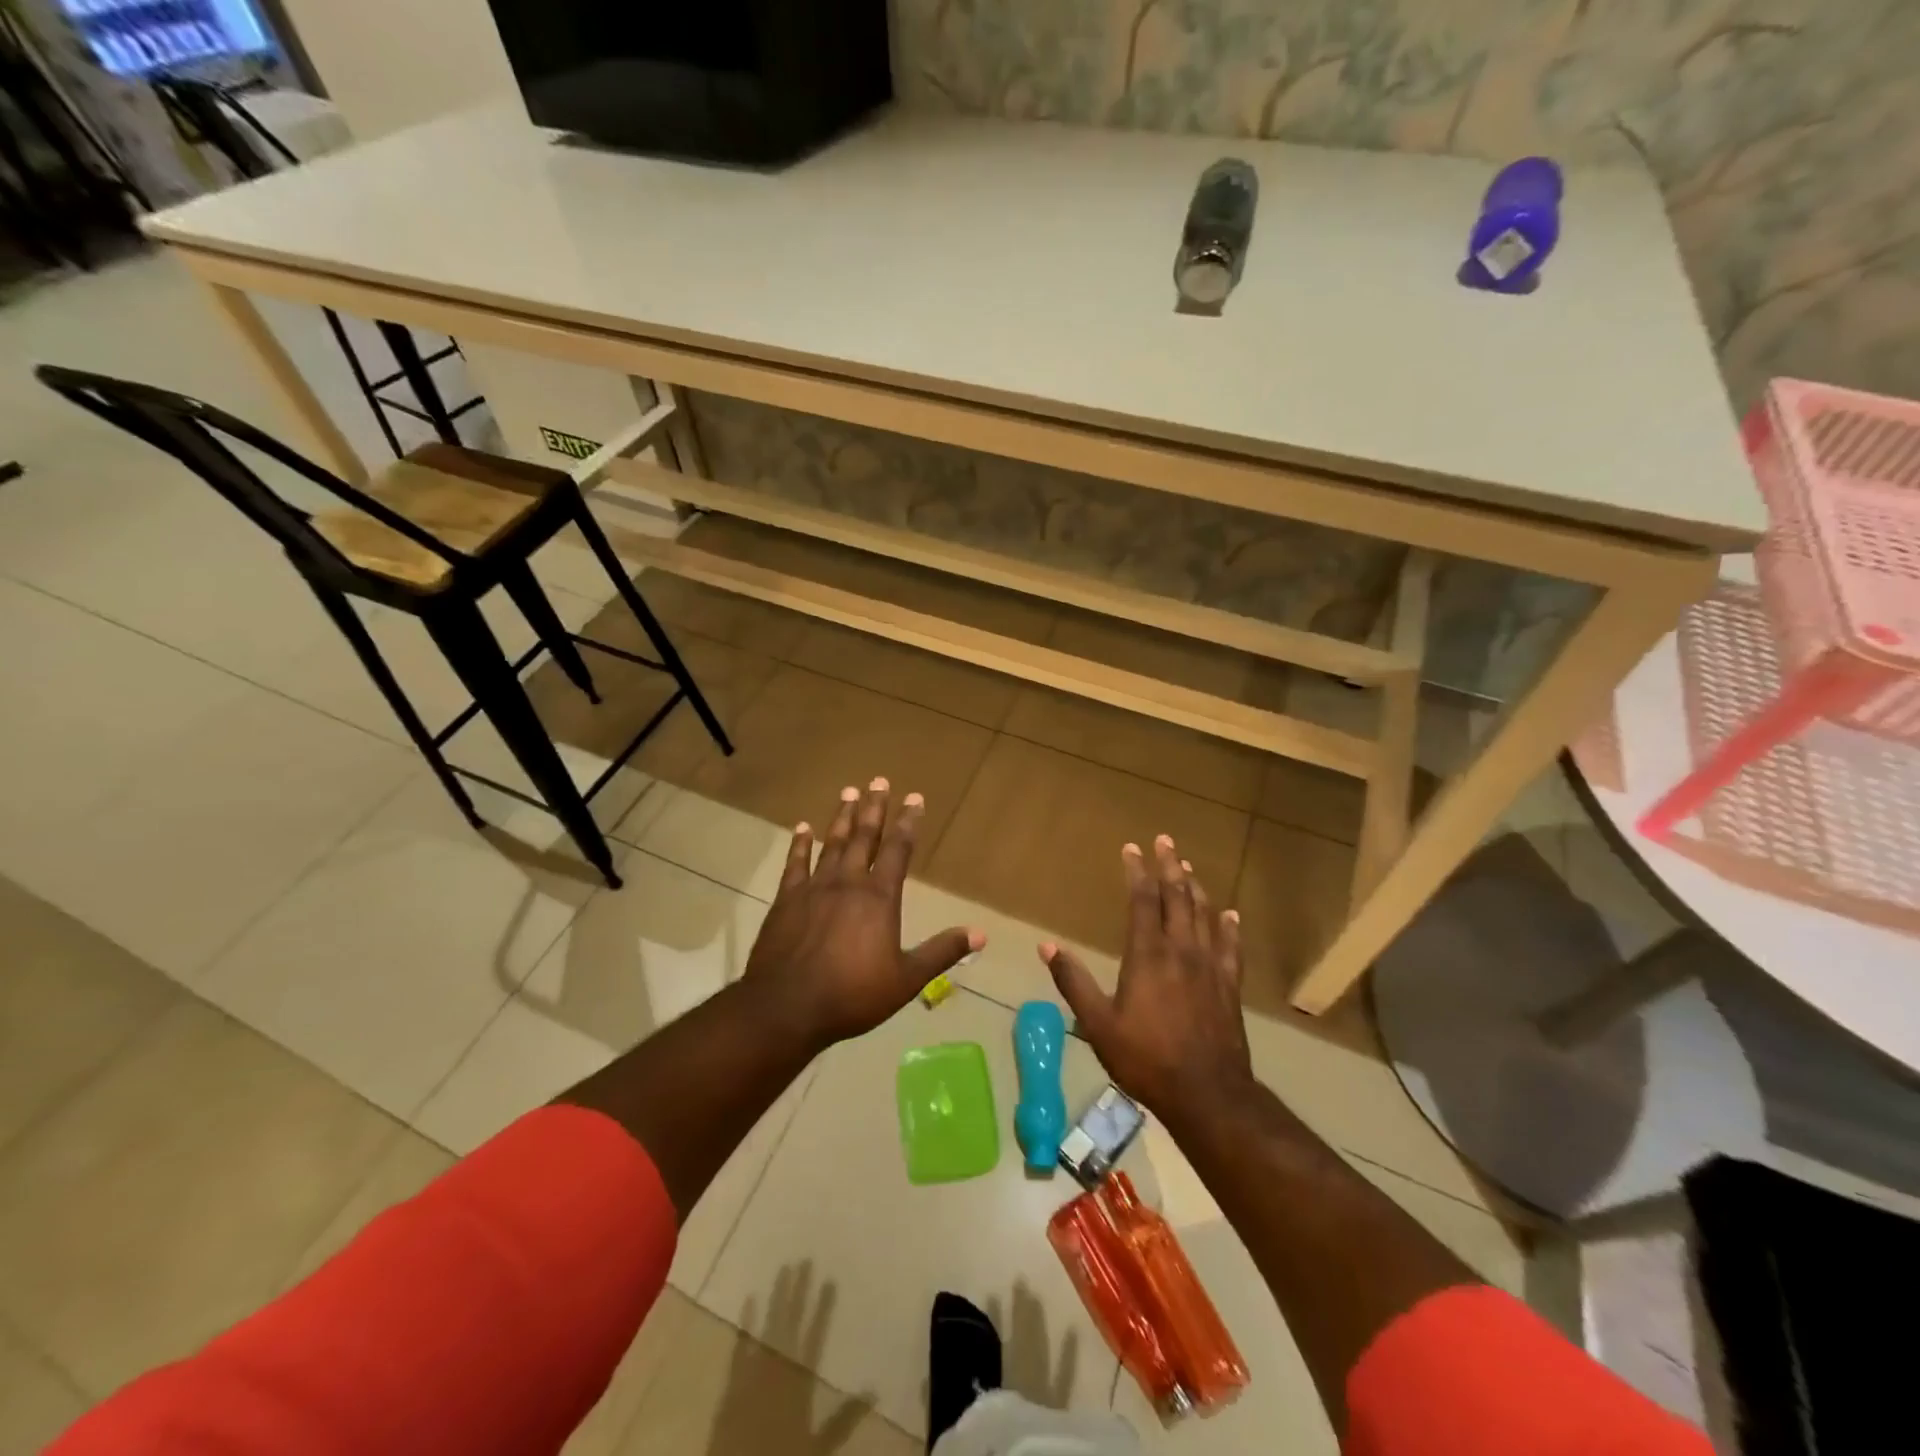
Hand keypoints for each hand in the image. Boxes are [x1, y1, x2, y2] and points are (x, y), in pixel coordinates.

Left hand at [744, 777, 981, 1047]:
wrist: (787, 1007)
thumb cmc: (852, 995)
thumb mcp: (906, 979)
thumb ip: (941, 952)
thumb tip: (981, 934)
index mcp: (879, 897)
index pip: (898, 850)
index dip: (907, 822)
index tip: (914, 797)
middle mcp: (848, 882)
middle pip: (864, 837)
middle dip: (874, 808)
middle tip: (878, 780)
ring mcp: (814, 887)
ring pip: (832, 842)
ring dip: (842, 817)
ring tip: (849, 792)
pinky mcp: (787, 899)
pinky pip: (795, 863)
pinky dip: (800, 843)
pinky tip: (803, 827)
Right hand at [1041, 835, 1253, 1127]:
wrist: (1208, 1094)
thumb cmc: (1146, 1058)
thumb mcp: (1098, 1024)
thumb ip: (1073, 982)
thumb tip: (1046, 946)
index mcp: (1148, 955)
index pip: (1143, 901)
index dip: (1137, 872)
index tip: (1132, 848)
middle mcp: (1181, 950)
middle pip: (1178, 897)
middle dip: (1169, 866)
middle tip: (1165, 840)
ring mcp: (1210, 966)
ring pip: (1204, 914)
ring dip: (1195, 887)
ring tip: (1188, 867)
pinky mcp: (1229, 985)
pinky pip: (1231, 946)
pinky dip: (1229, 925)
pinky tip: (1230, 914)